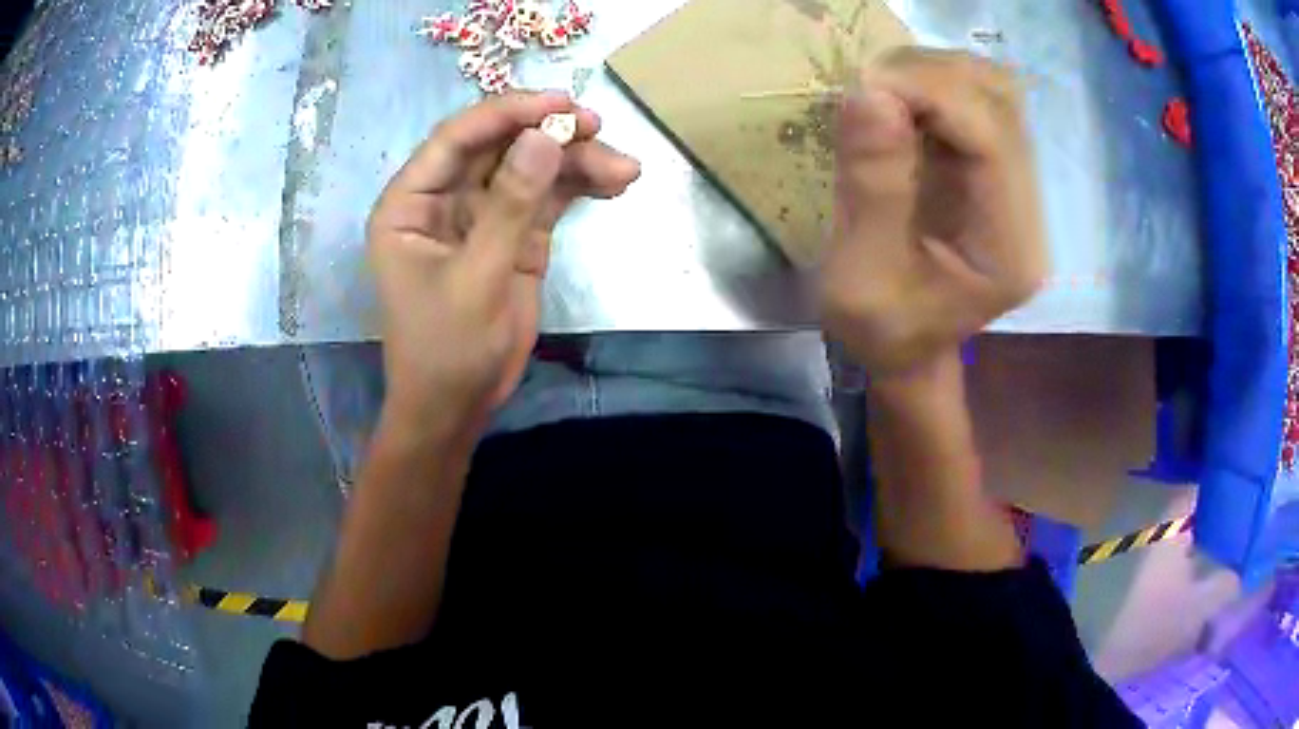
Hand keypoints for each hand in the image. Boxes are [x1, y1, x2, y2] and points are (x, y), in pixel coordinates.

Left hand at [368, 92, 640, 435]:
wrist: (457, 408)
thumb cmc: (446, 350)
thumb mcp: (478, 279)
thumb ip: (511, 207)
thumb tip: (546, 137)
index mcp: (410, 203)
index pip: (457, 139)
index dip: (507, 113)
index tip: (560, 103)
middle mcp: (444, 198)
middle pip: (499, 147)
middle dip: (549, 135)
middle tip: (598, 127)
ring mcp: (482, 215)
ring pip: (530, 169)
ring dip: (575, 162)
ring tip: (624, 169)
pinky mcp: (514, 236)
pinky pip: (547, 199)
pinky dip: (579, 189)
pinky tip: (615, 185)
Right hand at [821, 49, 1047, 375]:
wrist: (909, 347)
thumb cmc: (883, 330)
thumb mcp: (860, 279)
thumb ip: (871, 190)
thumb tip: (867, 94)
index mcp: (1009, 249)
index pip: (992, 138)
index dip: (933, 95)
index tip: (864, 90)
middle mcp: (1027, 209)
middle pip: (1000, 102)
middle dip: (930, 77)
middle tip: (867, 88)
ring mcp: (1015, 183)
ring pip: (991, 90)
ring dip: (930, 74)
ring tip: (879, 93)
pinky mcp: (993, 167)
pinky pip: (973, 100)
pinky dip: (929, 86)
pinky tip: (895, 102)